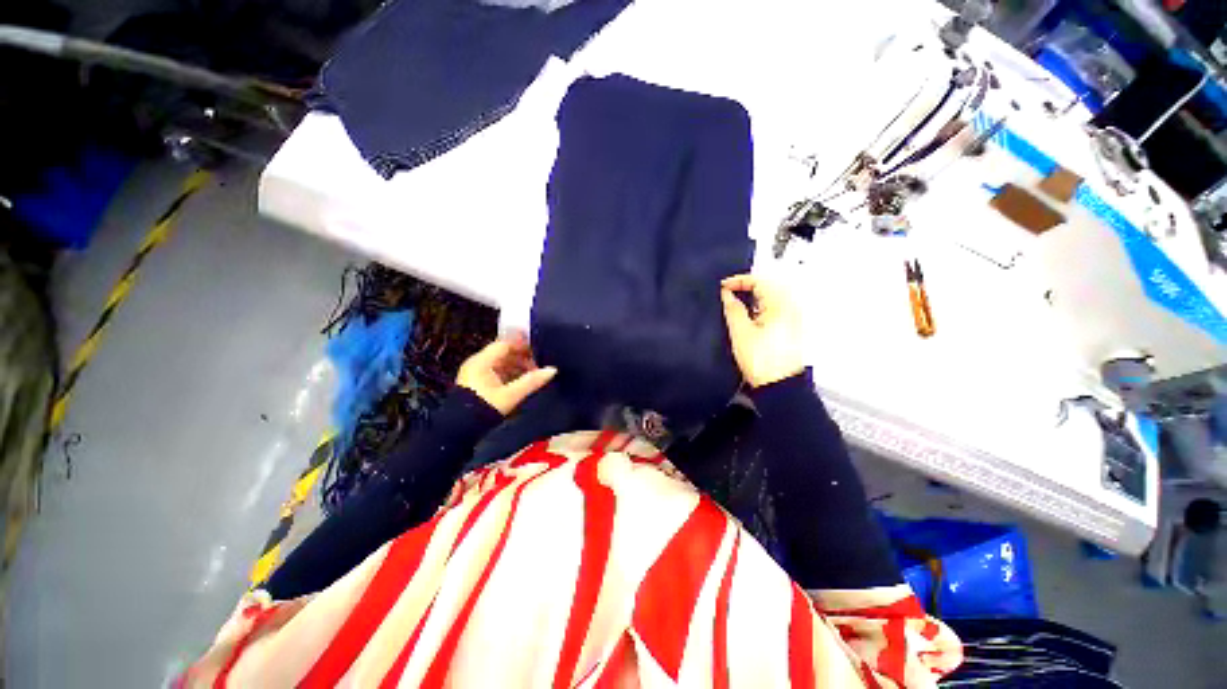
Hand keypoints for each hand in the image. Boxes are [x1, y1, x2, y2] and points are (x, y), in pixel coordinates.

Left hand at [457, 335, 557, 414]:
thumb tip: (552, 370)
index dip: (523, 345)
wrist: (459, 431)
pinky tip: (522, 382)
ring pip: (501, 363)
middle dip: (522, 357)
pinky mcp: (477, 383)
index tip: (539, 349)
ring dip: (517, 366)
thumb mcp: (511, 395)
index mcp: (481, 361)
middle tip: (540, 364)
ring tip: (534, 374)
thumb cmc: (484, 409)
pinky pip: (497, 372)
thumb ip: (531, 381)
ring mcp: (476, 373)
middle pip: (503, 353)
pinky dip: (510, 374)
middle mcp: (477, 363)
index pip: (505, 344)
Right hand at [720, 274, 804, 387]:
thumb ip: (733, 309)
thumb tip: (727, 294)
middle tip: (726, 295)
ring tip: (734, 306)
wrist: (780, 386)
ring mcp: (792, 319)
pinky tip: (747, 318)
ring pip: (769, 299)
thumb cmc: (761, 360)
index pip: (759, 281)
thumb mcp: (741, 332)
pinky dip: (758, 309)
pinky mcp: (789, 329)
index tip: (722, 287)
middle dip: (745, 289)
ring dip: (751, 299)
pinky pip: (773, 310)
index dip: (738, 281)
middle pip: (766, 288)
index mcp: (780, 305)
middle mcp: (790, 308)